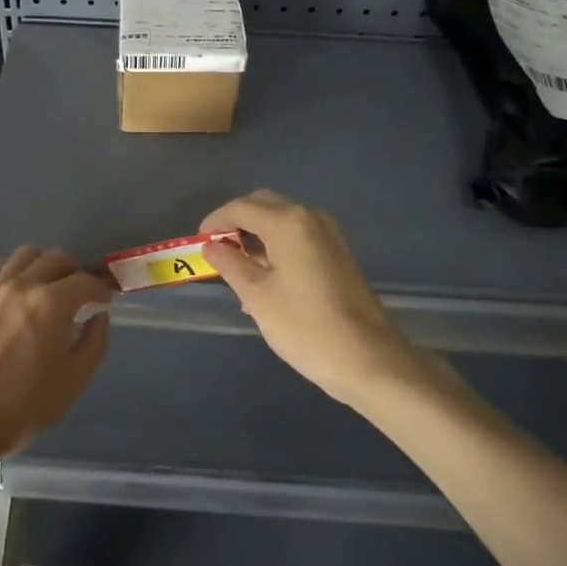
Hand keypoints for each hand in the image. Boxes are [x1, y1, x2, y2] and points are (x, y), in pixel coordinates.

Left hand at [0, 246, 112, 467]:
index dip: (100, 289)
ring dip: (42, 265)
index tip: (104, 300)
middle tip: (78, 292)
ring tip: (46, 287)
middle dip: (73, 271)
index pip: (85, 281)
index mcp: (51, 303)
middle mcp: (21, 285)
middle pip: (54, 258)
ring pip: (23, 256)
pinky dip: (12, 274)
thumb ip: (93, 343)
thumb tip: (99, 316)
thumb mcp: (72, 382)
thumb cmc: (21, 407)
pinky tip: (13, 296)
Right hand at [200, 190, 423, 404]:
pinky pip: (298, 237)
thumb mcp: (257, 296)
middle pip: (264, 205)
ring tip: (237, 271)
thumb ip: (230, 264)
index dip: (214, 222)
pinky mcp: (338, 253)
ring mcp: (329, 235)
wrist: (368, 360)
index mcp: (288, 222)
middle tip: (217, 252)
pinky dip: (276, 247)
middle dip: (236, 223)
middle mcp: (311, 218)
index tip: (198, 243)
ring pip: (282, 221)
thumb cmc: (305, 327)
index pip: (241, 208)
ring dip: (256, 236)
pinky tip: (265, 280)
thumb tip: (212, 247)